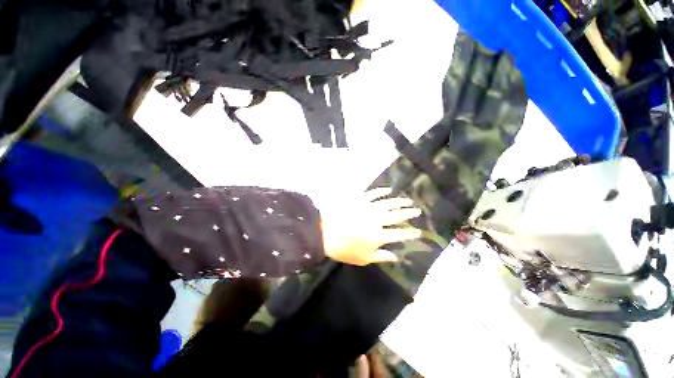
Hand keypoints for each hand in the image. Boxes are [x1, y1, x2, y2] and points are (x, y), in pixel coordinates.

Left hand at [321, 188, 421, 265]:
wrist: (325, 234)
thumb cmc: (344, 249)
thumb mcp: (364, 258)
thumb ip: (382, 256)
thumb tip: (396, 256)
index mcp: (379, 235)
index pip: (399, 234)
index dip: (410, 234)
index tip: (418, 232)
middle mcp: (377, 219)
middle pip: (397, 215)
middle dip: (409, 213)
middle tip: (417, 210)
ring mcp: (368, 207)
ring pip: (388, 202)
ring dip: (399, 201)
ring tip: (408, 200)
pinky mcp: (359, 199)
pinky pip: (373, 193)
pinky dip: (381, 191)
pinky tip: (388, 189)